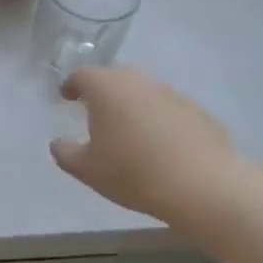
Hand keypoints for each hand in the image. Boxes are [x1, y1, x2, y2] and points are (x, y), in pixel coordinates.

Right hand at [50, 67, 241, 218]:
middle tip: (97, 112)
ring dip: (133, 104)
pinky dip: (159, 119)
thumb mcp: (88, 169)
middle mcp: (137, 81)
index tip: (67, 97)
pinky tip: (161, 144)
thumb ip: (65, 153)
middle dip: (103, 90)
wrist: (204, 186)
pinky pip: (168, 108)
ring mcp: (170, 93)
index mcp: (105, 87)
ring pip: (143, 91)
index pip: (81, 75)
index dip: (71, 85)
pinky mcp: (197, 110)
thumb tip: (58, 143)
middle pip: (114, 77)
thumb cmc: (134, 172)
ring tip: (130, 130)